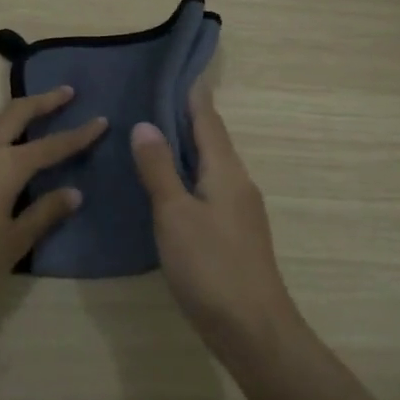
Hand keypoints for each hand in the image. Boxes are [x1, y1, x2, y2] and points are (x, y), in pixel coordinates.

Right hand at [131, 88, 299, 358]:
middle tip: (150, 99)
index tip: (175, 70)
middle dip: (185, 118)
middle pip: (211, 140)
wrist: (253, 329)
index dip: (192, 94)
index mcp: (226, 171)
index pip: (208, 119)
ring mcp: (239, 210)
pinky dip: (187, 177)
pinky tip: (167, 188)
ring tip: (152, 137)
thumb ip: (159, 169)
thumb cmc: (211, 267)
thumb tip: (146, 124)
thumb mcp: (175, 214)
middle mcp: (237, 183)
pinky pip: (208, 190)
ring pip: (210, 166)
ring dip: (185, 148)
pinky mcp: (233, 234)